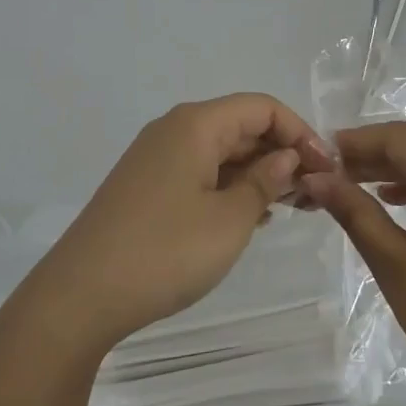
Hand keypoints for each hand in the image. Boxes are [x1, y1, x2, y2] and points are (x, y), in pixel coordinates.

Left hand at [21, 93, 333, 355]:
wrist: (78, 297)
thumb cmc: (164, 252)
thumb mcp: (229, 220)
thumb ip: (265, 181)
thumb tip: (288, 157)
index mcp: (196, 125)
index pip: (262, 107)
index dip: (300, 132)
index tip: (326, 169)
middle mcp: (174, 130)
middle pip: (242, 126)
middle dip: (282, 153)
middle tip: (315, 193)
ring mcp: (156, 158)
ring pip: (221, 151)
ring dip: (259, 173)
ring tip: (293, 207)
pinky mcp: (146, 186)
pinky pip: (200, 172)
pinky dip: (231, 186)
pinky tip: (252, 217)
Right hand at [298, 122, 405, 405]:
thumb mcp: (395, 265)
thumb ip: (354, 212)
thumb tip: (316, 179)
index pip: (399, 138)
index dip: (356, 141)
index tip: (319, 154)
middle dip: (374, 157)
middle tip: (329, 174)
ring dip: (398, 172)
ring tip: (353, 187)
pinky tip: (394, 201)